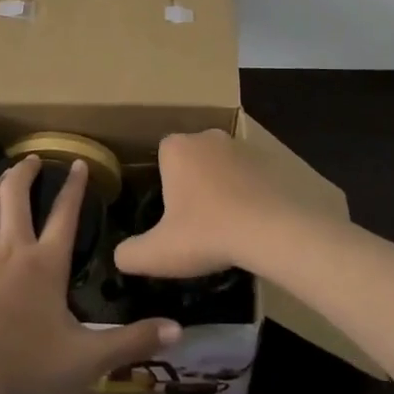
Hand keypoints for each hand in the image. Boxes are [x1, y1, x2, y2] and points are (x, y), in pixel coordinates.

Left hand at [0, 156, 179, 393]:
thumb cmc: (28, 364)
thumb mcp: (89, 357)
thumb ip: (132, 341)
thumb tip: (178, 329)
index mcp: (47, 263)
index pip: (65, 214)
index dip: (74, 187)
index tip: (78, 163)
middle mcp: (12, 249)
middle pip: (16, 198)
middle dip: (24, 174)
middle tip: (30, 160)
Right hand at [114, 130, 290, 278]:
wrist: (273, 228)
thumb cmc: (207, 233)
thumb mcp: (158, 253)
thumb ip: (130, 254)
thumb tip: (120, 256)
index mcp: (177, 148)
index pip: (162, 156)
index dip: (165, 183)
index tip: (171, 213)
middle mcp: (208, 136)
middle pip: (193, 158)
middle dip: (193, 182)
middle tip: (196, 221)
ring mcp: (243, 145)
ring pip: (223, 165)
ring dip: (223, 186)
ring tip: (226, 225)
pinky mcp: (271, 160)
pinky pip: (251, 175)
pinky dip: (249, 192)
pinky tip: (252, 222)